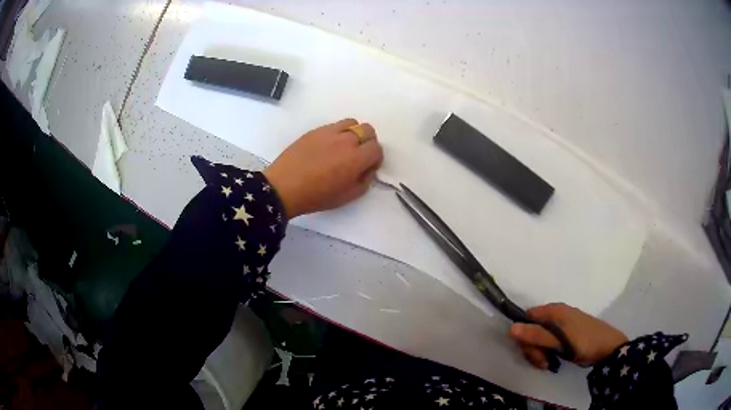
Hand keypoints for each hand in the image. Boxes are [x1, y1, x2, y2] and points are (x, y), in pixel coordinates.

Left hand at [263, 119, 383, 218]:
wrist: (284, 187)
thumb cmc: (316, 196)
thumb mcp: (347, 197)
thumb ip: (364, 181)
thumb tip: (368, 169)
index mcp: (356, 158)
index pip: (377, 148)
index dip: (375, 158)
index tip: (367, 166)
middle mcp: (346, 140)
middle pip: (368, 130)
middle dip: (368, 142)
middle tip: (358, 155)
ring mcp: (329, 132)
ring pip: (352, 123)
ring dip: (353, 133)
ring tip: (343, 147)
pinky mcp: (315, 130)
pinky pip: (334, 125)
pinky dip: (338, 132)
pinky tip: (327, 146)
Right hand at [508, 303, 627, 368]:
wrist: (608, 348)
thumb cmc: (584, 342)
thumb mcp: (559, 341)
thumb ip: (536, 335)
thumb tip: (511, 328)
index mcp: (554, 311)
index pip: (527, 318)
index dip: (523, 334)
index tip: (530, 350)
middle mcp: (556, 314)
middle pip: (532, 329)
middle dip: (533, 348)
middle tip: (542, 362)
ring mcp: (562, 324)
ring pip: (540, 338)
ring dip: (540, 353)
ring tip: (549, 364)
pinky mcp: (566, 334)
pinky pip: (549, 341)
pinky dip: (547, 352)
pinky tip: (553, 361)